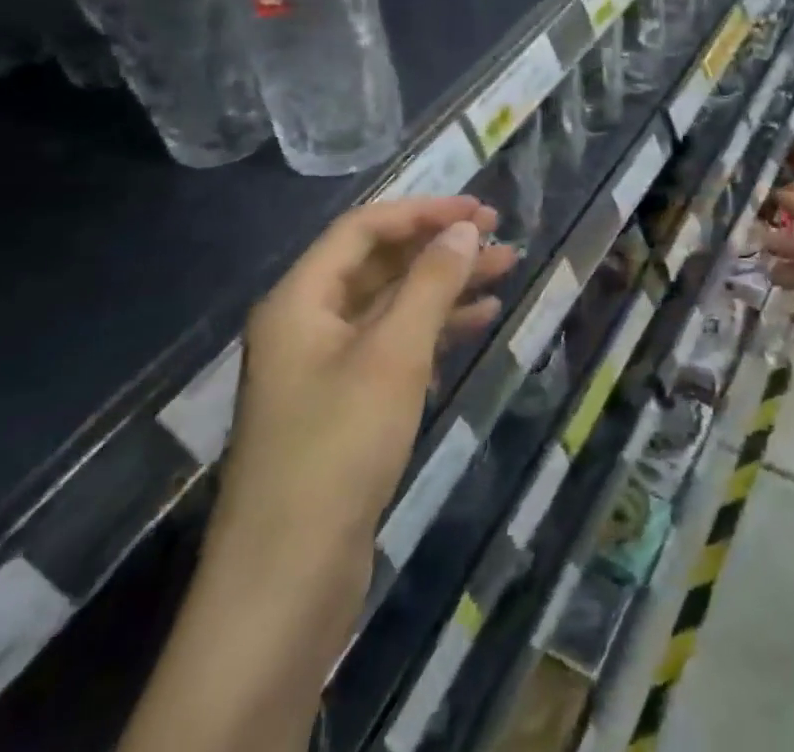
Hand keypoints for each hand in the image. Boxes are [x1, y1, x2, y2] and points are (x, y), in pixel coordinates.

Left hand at [120, 198, 513, 751]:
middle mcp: (308, 323)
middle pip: (381, 263)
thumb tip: (464, 231)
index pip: (365, 229)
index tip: (478, 212)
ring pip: (393, 304)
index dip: (423, 212)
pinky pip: (395, 345)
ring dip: (447, 286)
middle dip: (441, 247)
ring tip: (505, 271)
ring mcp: (326, 367)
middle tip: (500, 237)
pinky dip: (436, 329)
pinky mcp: (345, 404)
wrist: (287, 581)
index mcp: (301, 299)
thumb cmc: (337, 449)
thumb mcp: (393, 355)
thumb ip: (431, 284)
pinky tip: (478, 322)